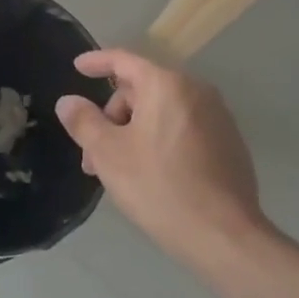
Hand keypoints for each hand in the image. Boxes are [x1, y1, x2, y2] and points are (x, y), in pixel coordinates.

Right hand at [54, 49, 275, 271]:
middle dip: (113, 116)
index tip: (78, 68)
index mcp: (166, 85)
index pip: (123, 61)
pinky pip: (183, 128)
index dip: (97, 61)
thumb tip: (68, 101)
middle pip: (142, 89)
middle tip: (93, 153)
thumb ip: (84, 121)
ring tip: (117, 170)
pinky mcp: (230, 144)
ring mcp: (218, 117)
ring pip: (162, 112)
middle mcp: (196, 91)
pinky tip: (151, 174)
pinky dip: (160, 140)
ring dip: (134, 131)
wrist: (224, 236)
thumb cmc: (159, 186)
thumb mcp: (108, 153)